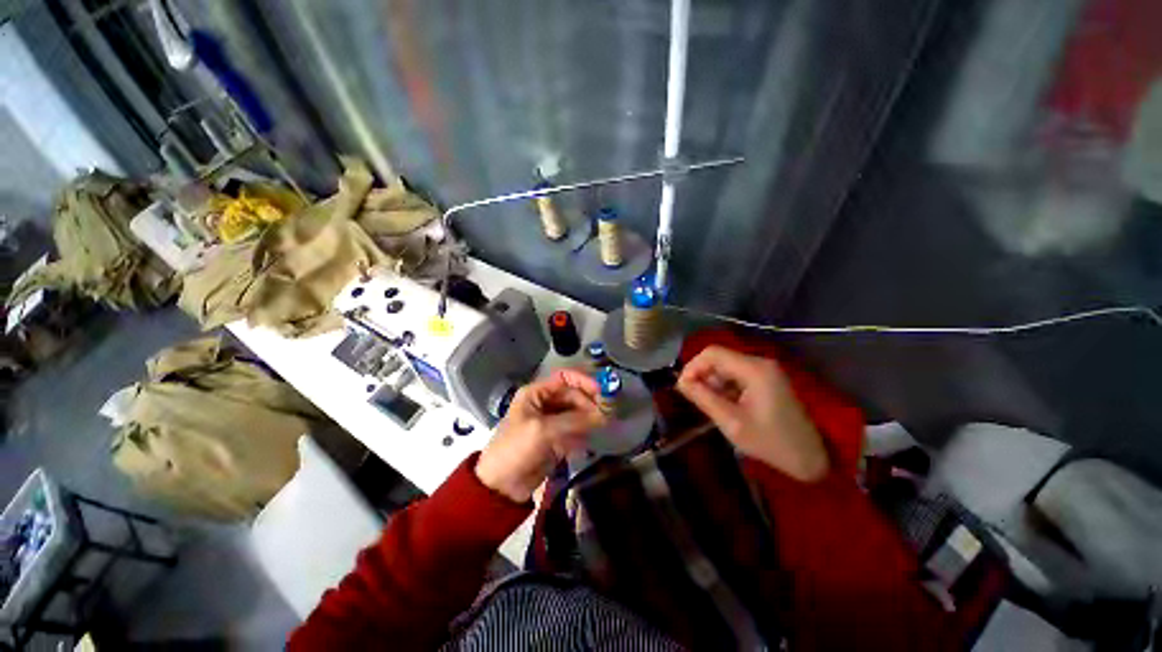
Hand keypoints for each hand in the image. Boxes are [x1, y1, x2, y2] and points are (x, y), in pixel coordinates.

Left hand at [476, 369, 606, 502]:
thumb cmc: (515, 449)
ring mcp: (551, 421)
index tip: (602, 391)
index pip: (564, 378)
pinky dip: (583, 433)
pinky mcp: (556, 438)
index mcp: (536, 394)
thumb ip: (573, 421)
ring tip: (602, 426)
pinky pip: (575, 430)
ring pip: (576, 413)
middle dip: (589, 403)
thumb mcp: (543, 430)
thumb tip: (603, 416)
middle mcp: (545, 403)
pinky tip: (587, 441)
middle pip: (573, 396)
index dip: (583, 381)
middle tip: (606, 414)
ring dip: (588, 419)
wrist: (500, 486)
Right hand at [676, 346, 829, 481]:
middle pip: (719, 358)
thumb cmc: (770, 442)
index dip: (692, 366)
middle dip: (702, 376)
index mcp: (754, 370)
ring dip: (713, 383)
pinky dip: (725, 386)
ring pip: (726, 367)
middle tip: (696, 400)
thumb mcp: (731, 422)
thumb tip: (680, 382)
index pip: (712, 353)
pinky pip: (737, 375)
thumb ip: (703, 398)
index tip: (683, 388)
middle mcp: (760, 362)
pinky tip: (726, 405)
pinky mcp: (767, 379)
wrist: (810, 458)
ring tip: (711, 406)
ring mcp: (765, 370)